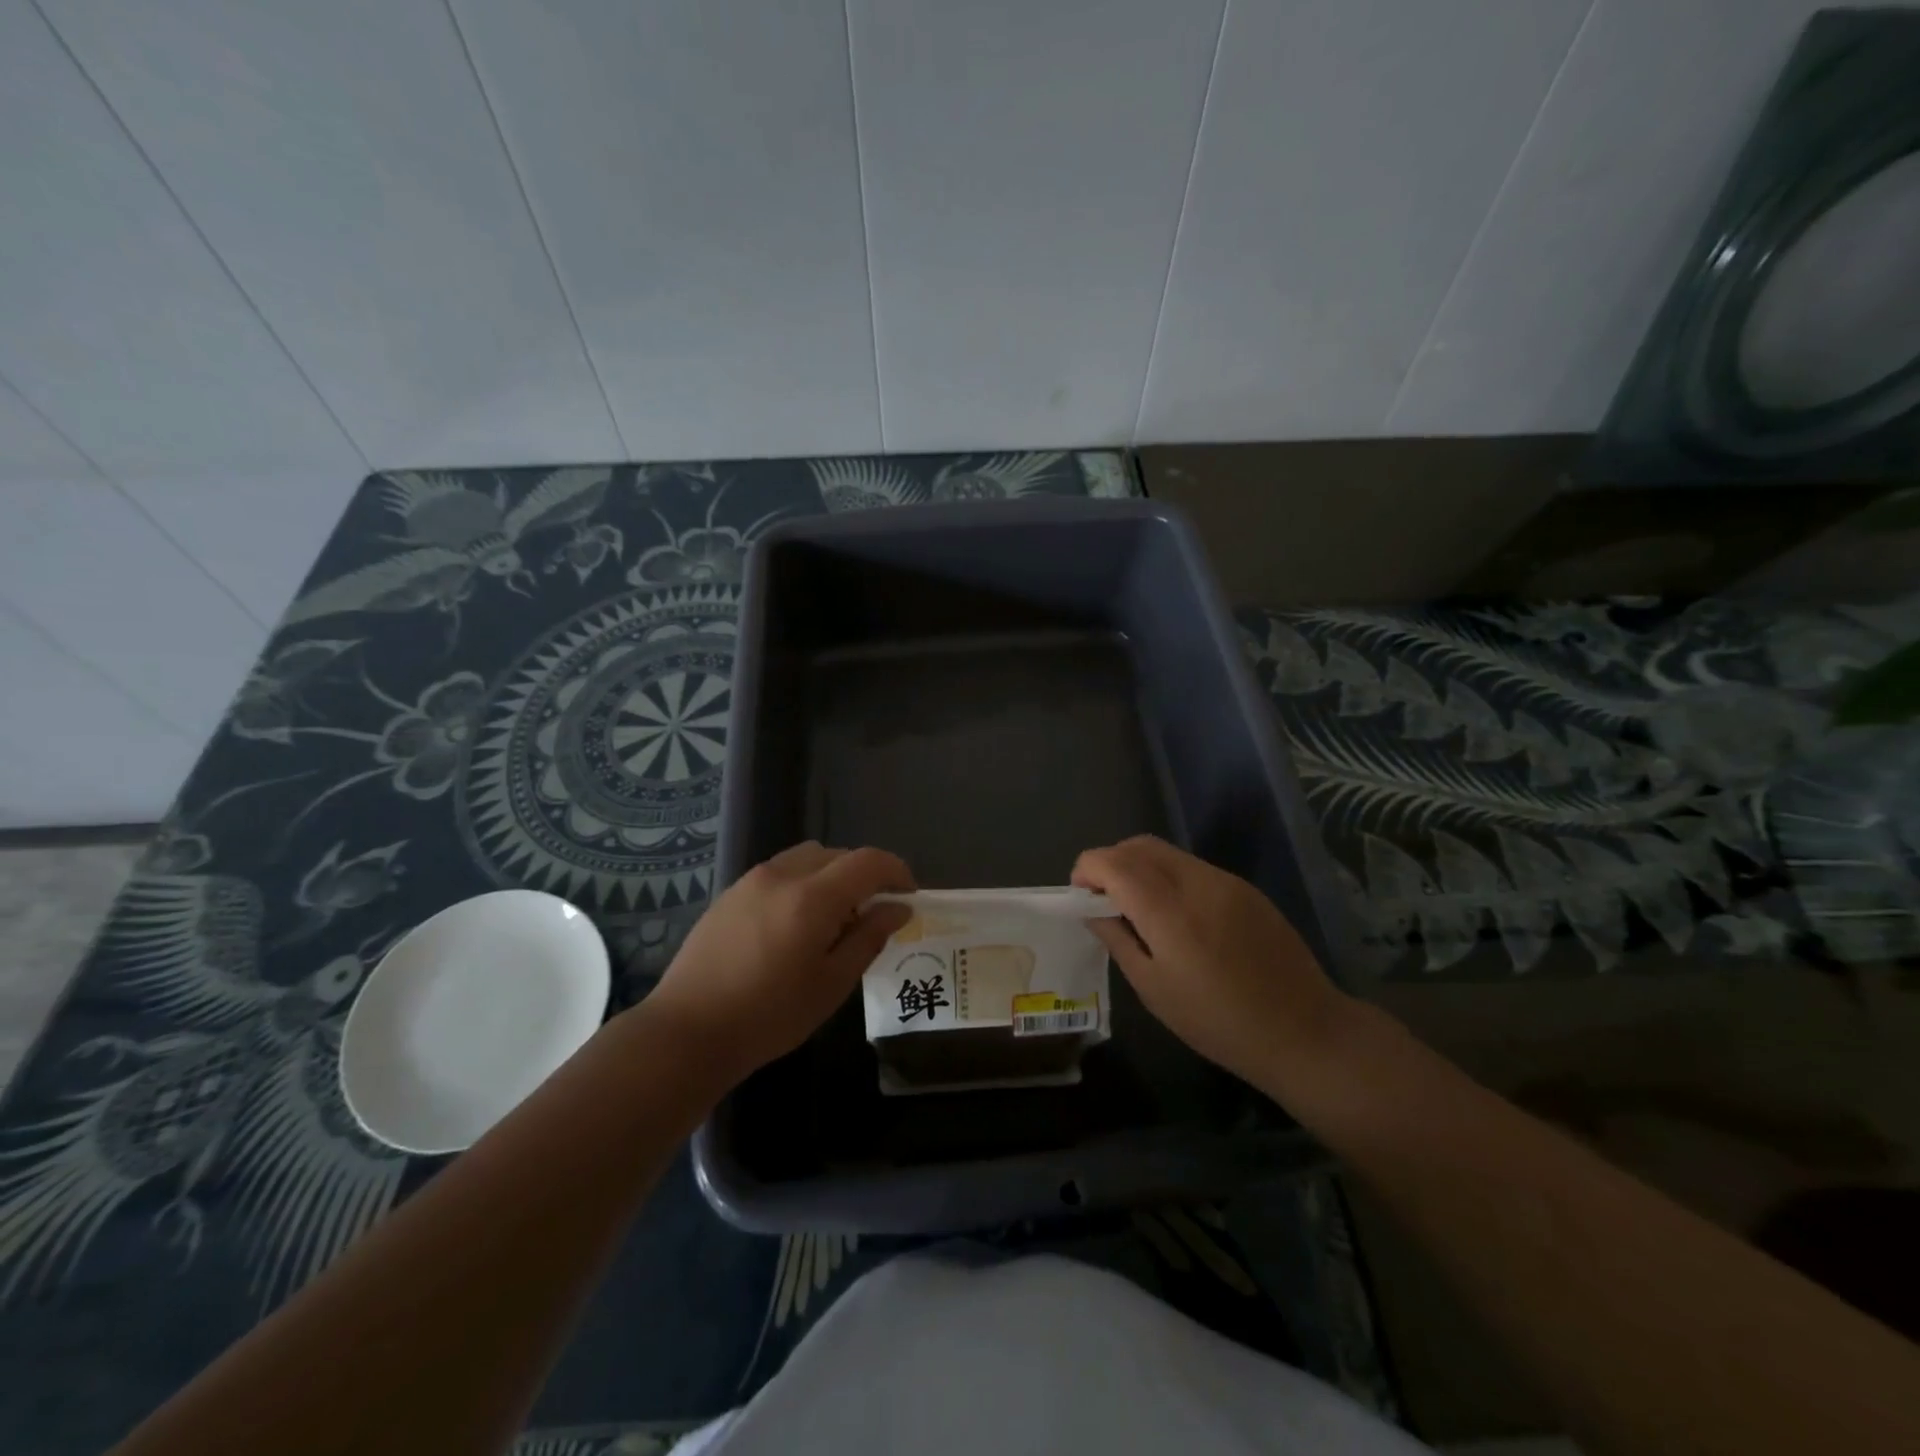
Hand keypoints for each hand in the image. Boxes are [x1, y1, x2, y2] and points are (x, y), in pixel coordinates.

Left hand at [644, 842, 913, 1084]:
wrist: (687, 1031)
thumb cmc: (769, 1015)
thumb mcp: (832, 984)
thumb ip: (869, 938)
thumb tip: (898, 909)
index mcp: (812, 897)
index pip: (868, 861)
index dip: (896, 871)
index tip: (909, 895)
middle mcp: (783, 875)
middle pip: (838, 854)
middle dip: (864, 875)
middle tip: (872, 914)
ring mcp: (752, 880)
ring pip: (807, 858)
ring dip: (832, 876)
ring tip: (833, 918)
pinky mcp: (731, 893)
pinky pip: (781, 872)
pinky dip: (803, 883)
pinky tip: (795, 924)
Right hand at [1072, 835, 1355, 1100]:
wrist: (1304, 1031)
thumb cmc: (1219, 1022)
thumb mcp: (1155, 990)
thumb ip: (1119, 940)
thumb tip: (1094, 910)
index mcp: (1168, 912)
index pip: (1113, 863)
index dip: (1087, 869)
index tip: (1080, 894)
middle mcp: (1196, 883)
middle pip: (1138, 846)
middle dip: (1110, 861)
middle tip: (1103, 898)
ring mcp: (1225, 881)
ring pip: (1166, 852)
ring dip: (1139, 866)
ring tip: (1136, 906)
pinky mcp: (1245, 888)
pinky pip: (1192, 867)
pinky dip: (1168, 876)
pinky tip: (1175, 914)